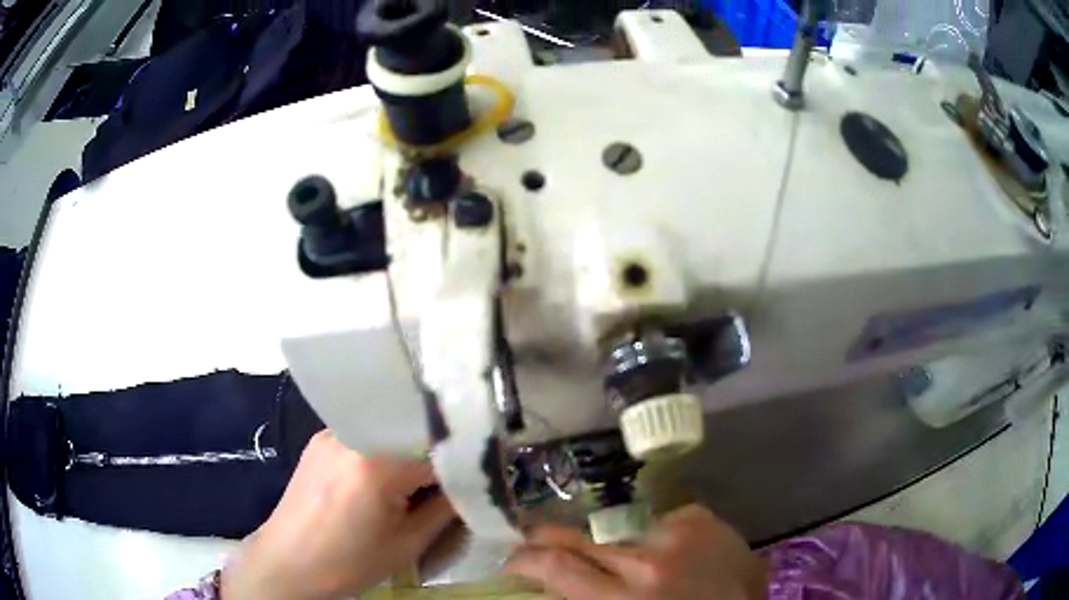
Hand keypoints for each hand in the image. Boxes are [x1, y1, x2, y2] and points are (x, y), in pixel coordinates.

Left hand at [222, 431, 455, 599]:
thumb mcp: (408, 544)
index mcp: (377, 462)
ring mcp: (332, 432)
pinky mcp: (320, 439)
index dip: (466, 464)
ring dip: (408, 453)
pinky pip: (365, 436)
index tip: (482, 475)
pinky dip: (383, 452)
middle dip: (436, 456)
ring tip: (414, 484)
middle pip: (413, 433)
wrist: (287, 562)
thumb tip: (476, 485)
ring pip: (389, 432)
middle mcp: (353, 433)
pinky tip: (380, 479)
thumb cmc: (349, 562)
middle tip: (448, 483)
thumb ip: (447, 508)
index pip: (441, 450)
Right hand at [506, 505, 766, 599]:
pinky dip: (650, 538)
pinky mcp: (700, 518)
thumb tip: (558, 588)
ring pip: (615, 531)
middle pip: (578, 538)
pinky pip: (655, 523)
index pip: (557, 567)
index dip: (525, 560)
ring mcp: (676, 533)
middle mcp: (646, 561)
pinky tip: (667, 555)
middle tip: (534, 544)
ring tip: (623, 564)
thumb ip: (592, 599)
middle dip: (546, 539)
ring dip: (607, 546)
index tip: (513, 562)